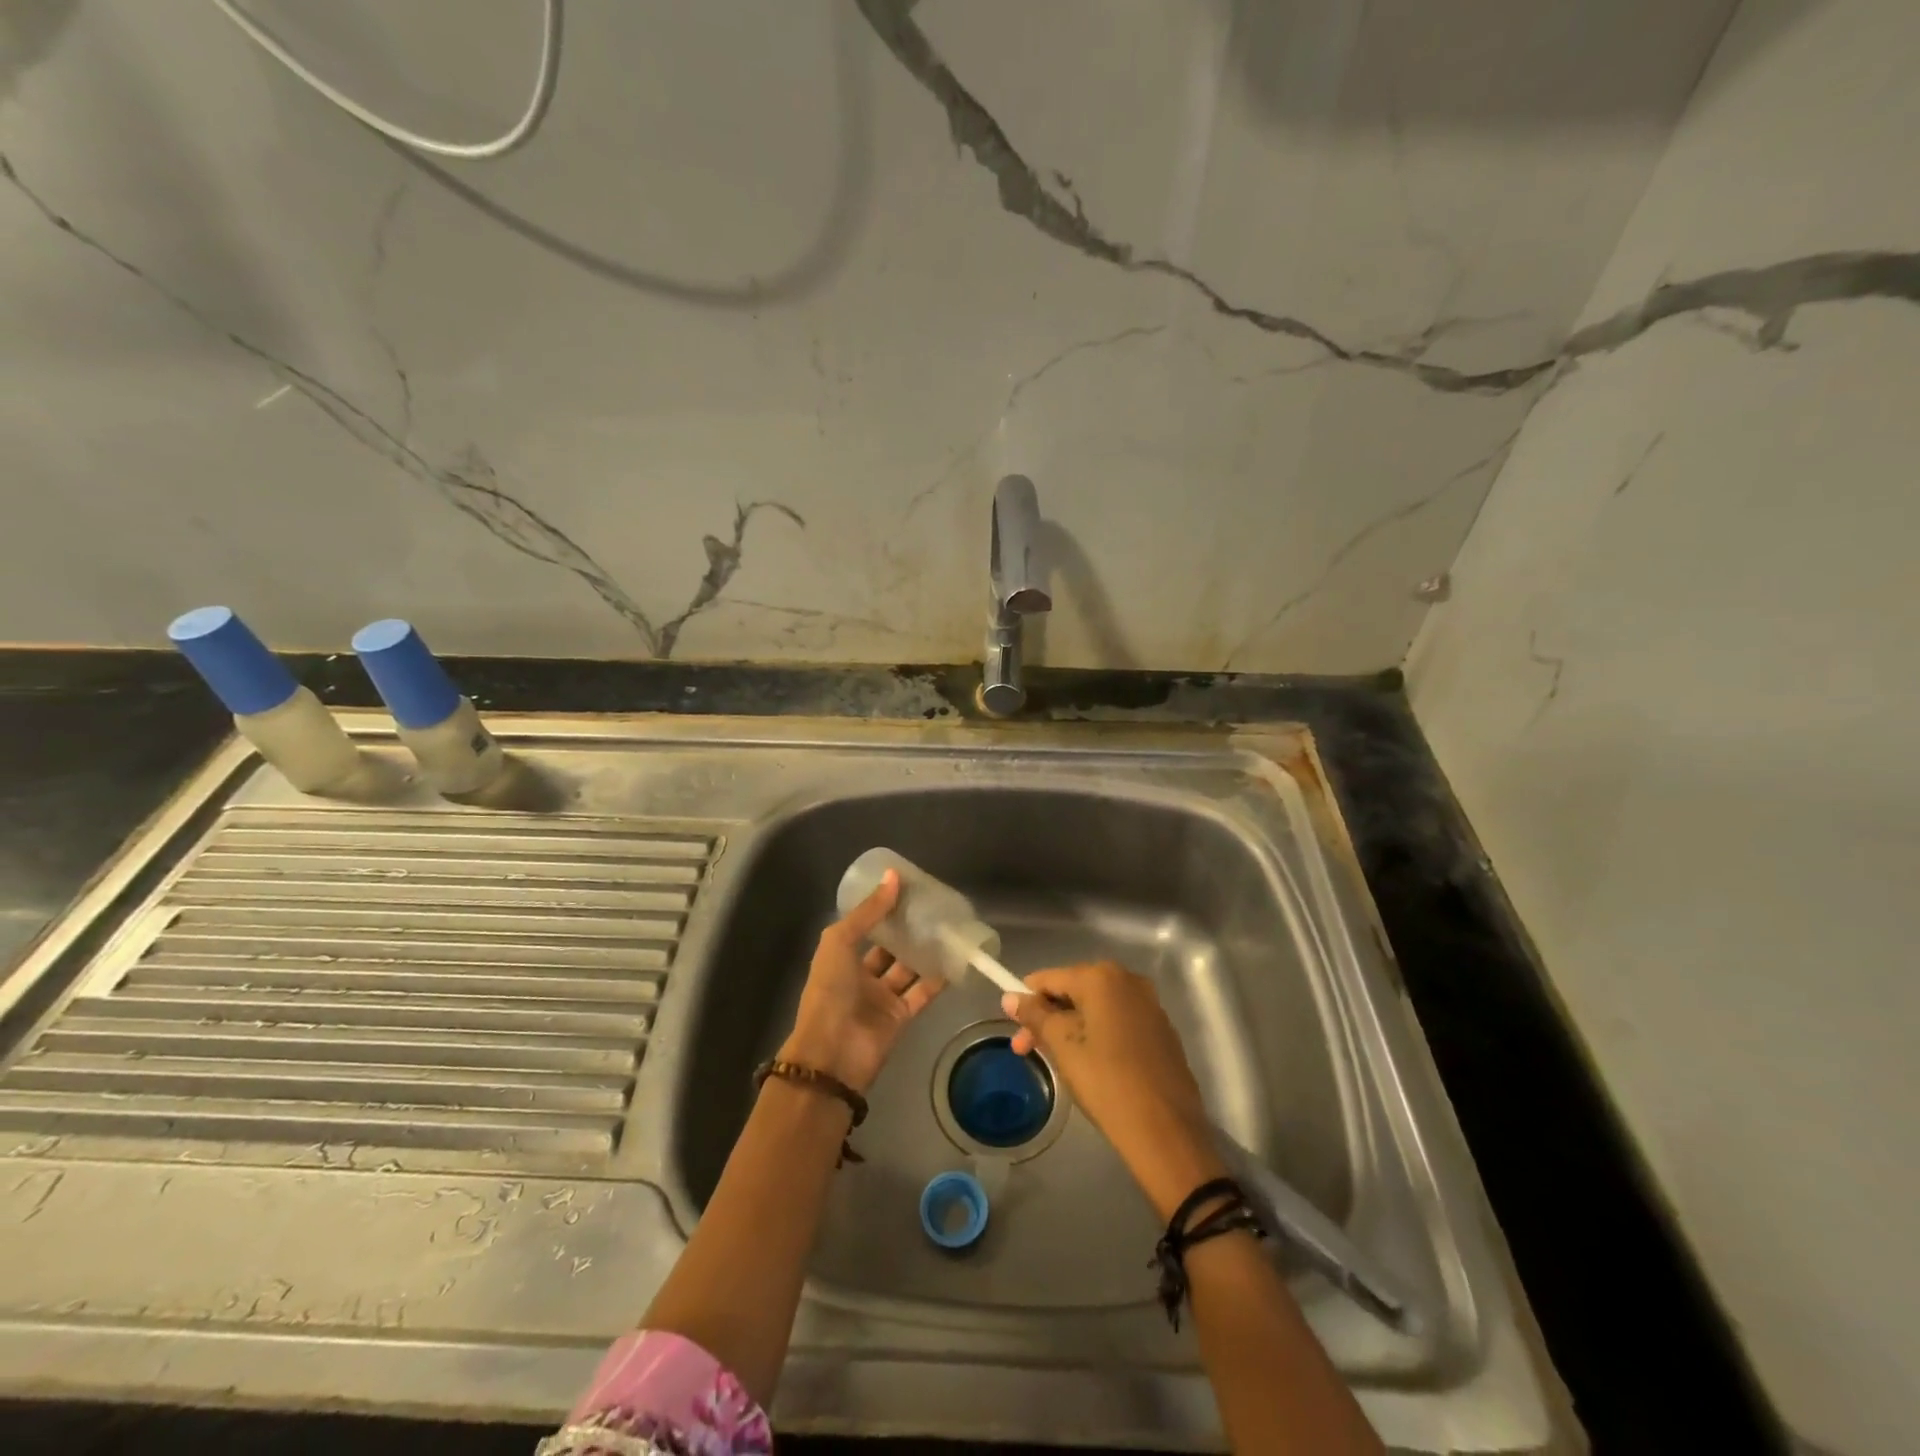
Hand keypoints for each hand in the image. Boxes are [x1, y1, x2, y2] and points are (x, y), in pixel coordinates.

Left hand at [779, 869, 943, 1094]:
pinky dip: (937, 978)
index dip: (884, 910)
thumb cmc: (829, 991)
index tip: (908, 890)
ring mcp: (882, 997)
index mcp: (841, 958)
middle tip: (934, 908)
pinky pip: (922, 993)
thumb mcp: (839, 942)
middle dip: (909, 930)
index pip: (867, 928)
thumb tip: (894, 876)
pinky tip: (955, 959)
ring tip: (949, 928)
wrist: (832, 1053)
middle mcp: (862, 976)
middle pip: (890, 948)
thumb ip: (868, 912)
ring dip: (925, 951)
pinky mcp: (902, 1016)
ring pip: (908, 969)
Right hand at [1003, 961, 1227, 1218]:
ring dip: (1071, 1026)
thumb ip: (1035, 1015)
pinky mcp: (1161, 1030)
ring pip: (1096, 1007)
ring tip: (1057, 1059)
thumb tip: (1010, 998)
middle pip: (1074, 990)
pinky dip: (1097, 1034)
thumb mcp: (1063, 1046)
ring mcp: (1149, 1004)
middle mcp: (1129, 980)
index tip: (1013, 1028)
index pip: (1050, 978)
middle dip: (1048, 1017)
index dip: (1026, 999)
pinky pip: (1118, 1021)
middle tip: (1026, 1050)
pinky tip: (1090, 1063)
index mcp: (1102, 977)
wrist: (1165, 1132)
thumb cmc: (1106, 1081)